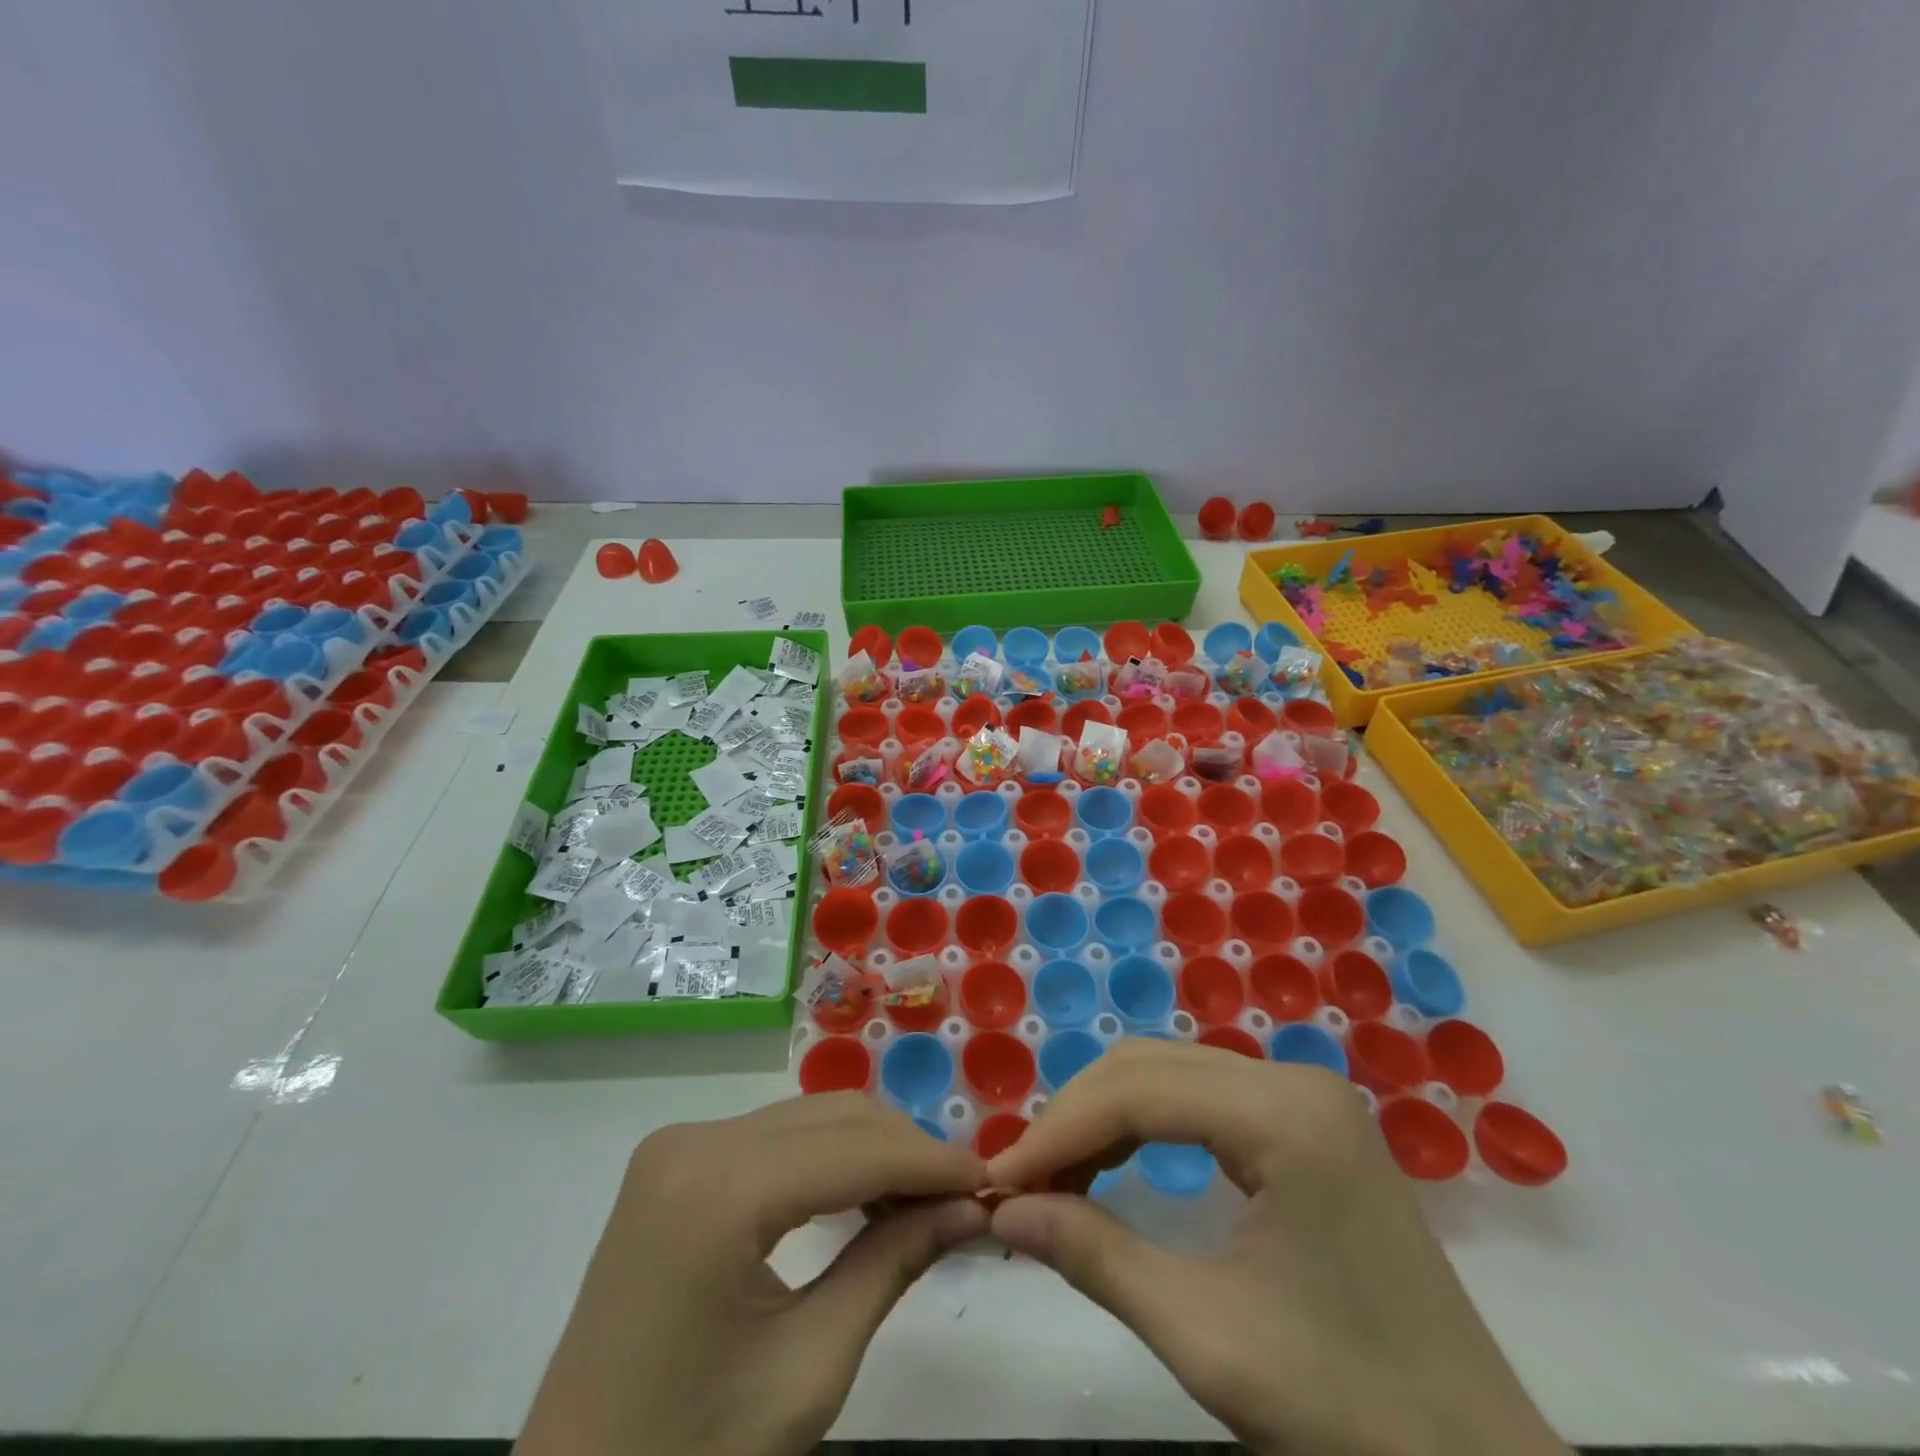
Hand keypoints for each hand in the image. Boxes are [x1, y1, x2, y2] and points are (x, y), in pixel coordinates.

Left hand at [518, 1093, 988, 1455]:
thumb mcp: (809, 1371)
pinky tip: (859, 1195)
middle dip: (905, 1149)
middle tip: (962, 1194)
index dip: (931, 1161)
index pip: (854, 1150)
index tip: (991, 1179)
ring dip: (869, 1150)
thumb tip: (972, 1206)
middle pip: (831, 1118)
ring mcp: (676, 1146)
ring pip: (806, 1119)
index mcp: (718, 1190)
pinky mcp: (672, 1162)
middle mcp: (694, 1141)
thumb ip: (893, 1264)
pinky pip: (771, 1139)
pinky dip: (825, 1159)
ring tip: (922, 1198)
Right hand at [987, 1040, 1567, 1455]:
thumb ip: (1095, 1257)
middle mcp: (1295, 1080)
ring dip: (1105, 1118)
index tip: (998, 1179)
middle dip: (1076, 1118)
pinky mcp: (1308, 1125)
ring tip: (1057, 1177)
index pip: (1138, 1092)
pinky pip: (1203, 1100)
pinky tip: (1115, 1164)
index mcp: (1285, 1114)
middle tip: (1023, 1180)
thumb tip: (1002, 1212)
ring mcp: (1306, 1098)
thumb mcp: (1206, 1336)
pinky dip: (1146, 1126)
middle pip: (1150, 1067)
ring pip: (1171, 1074)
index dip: (1058, 1131)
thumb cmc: (1349, 1410)